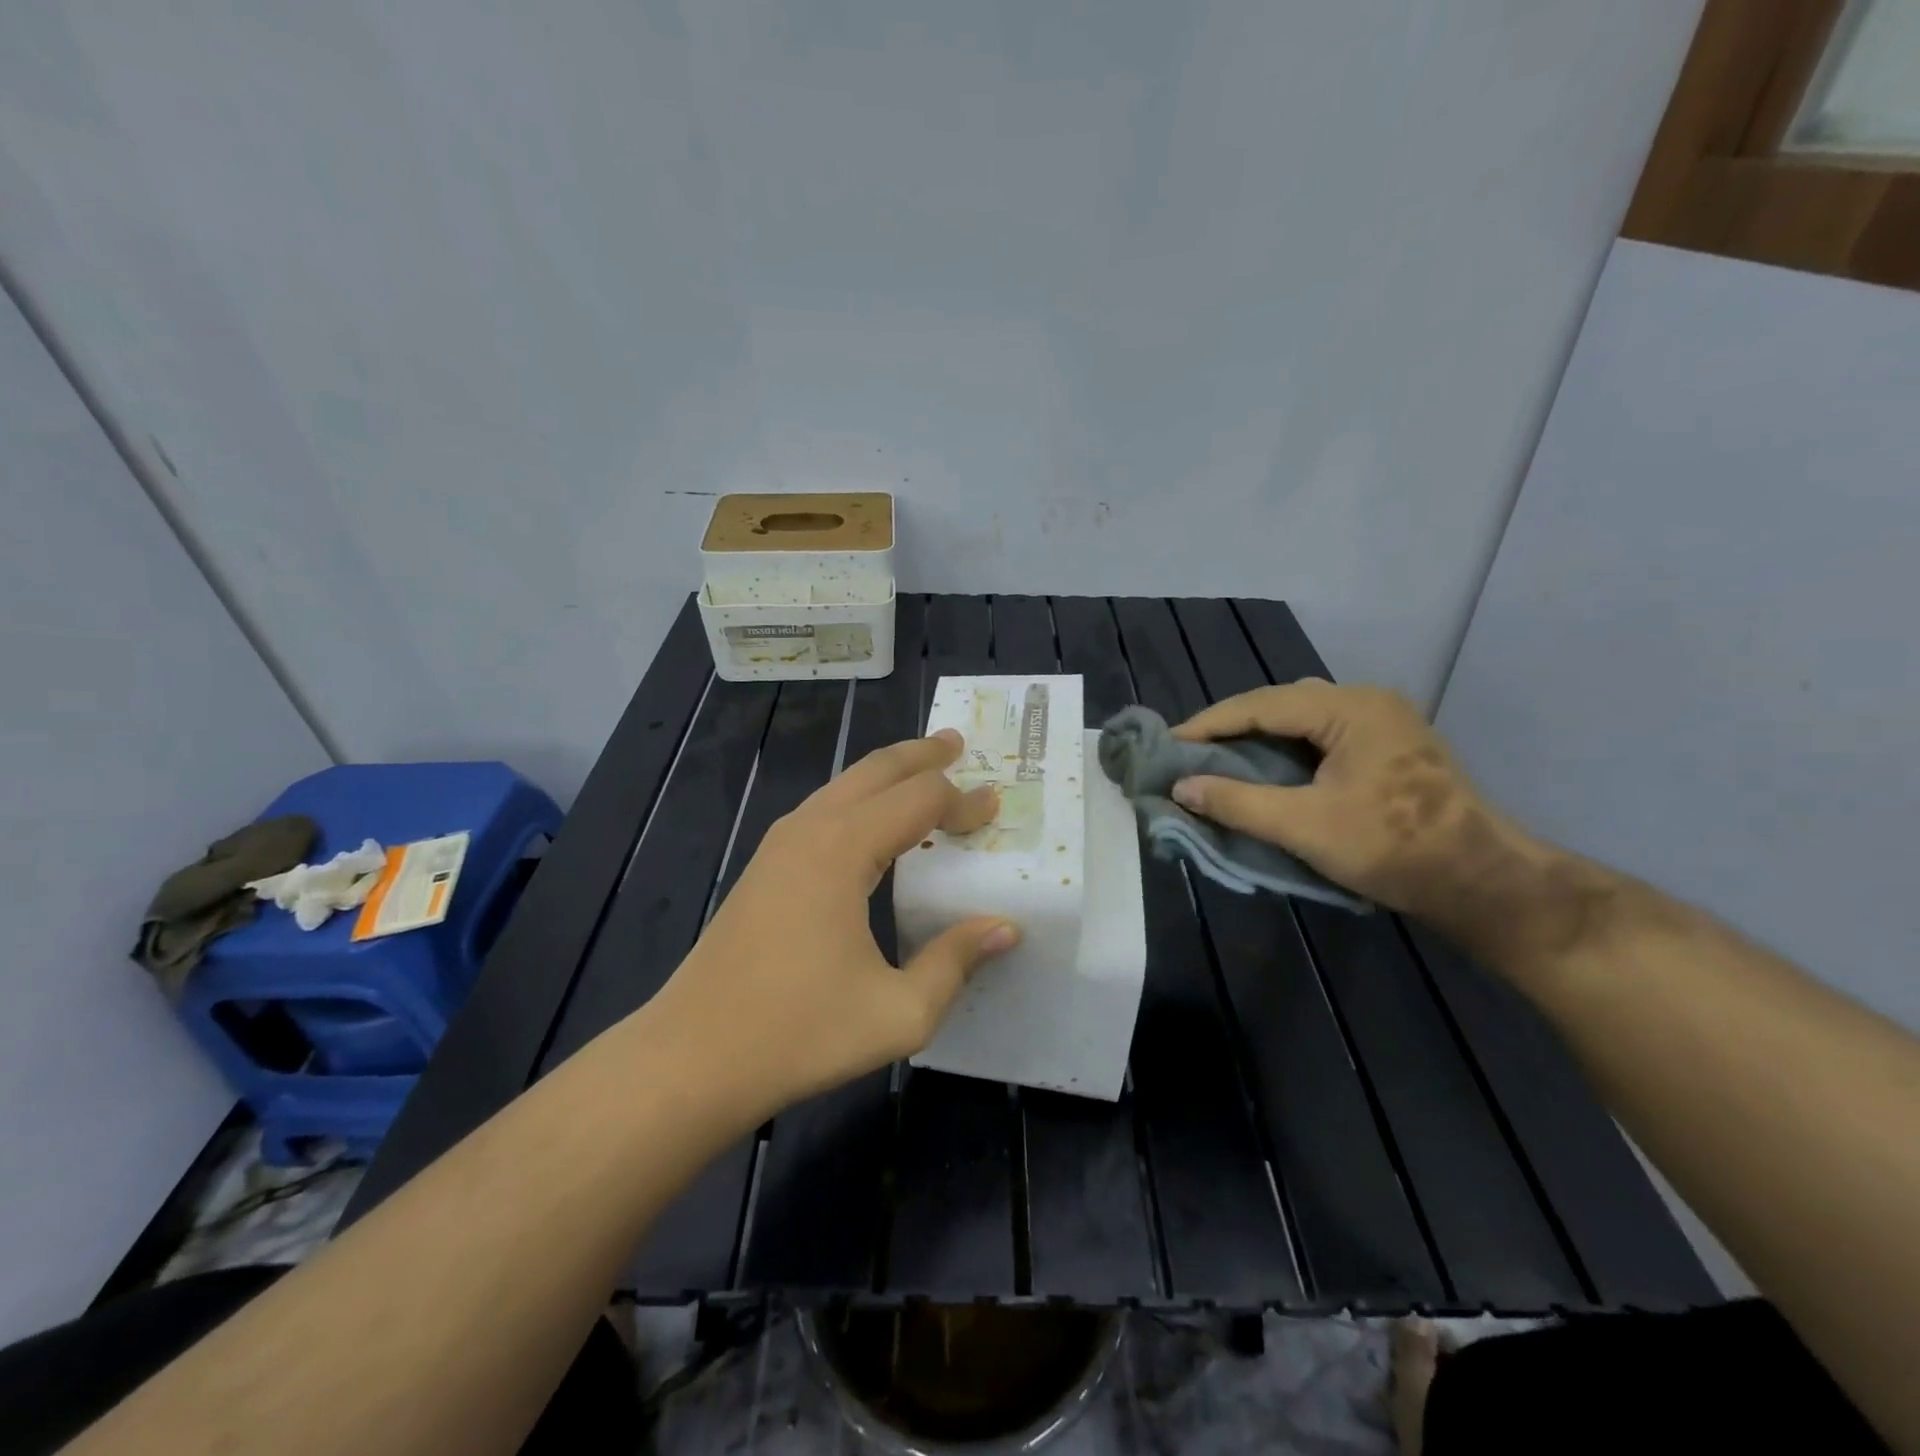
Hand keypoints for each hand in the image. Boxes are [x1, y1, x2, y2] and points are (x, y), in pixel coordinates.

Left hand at [644, 730, 1019, 1122]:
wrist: (691, 1058)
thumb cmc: (798, 1034)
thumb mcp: (898, 1012)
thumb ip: (956, 962)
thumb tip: (1006, 928)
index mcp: (843, 849)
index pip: (919, 799)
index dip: (962, 802)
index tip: (996, 810)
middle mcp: (810, 829)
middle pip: (876, 770)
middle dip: (920, 755)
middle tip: (957, 743)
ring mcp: (779, 844)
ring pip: (843, 784)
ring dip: (887, 773)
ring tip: (923, 770)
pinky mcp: (764, 866)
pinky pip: (823, 809)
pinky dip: (860, 799)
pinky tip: (873, 824)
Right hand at [1170, 680, 1527, 922]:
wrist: (1481, 883)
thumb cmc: (1392, 848)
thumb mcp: (1304, 826)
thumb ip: (1237, 802)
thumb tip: (1180, 788)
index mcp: (1349, 708)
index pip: (1261, 704)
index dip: (1209, 724)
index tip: (1168, 744)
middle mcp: (1366, 702)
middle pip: (1281, 704)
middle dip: (1232, 728)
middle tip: (1191, 753)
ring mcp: (1382, 723)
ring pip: (1301, 719)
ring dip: (1259, 738)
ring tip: (1220, 760)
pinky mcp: (1388, 748)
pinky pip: (1321, 736)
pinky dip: (1286, 750)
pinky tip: (1267, 770)